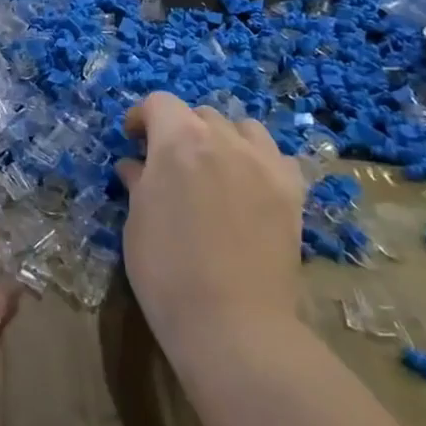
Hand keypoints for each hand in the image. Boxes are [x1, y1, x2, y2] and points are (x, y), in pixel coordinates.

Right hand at [117, 93, 305, 352]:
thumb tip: (135, 166)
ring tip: (212, 167)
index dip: (142, 117)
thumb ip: (138, 182)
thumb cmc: (166, 270)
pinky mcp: (292, 192)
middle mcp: (223, 140)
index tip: (133, 141)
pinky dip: (258, 159)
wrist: (231, 322)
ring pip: (242, 128)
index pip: (159, 103)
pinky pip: (276, 156)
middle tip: (169, 162)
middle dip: (180, 129)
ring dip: (221, 138)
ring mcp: (263, 164)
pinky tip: (248, 184)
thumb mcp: (137, 220)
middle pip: (200, 113)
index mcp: (178, 141)